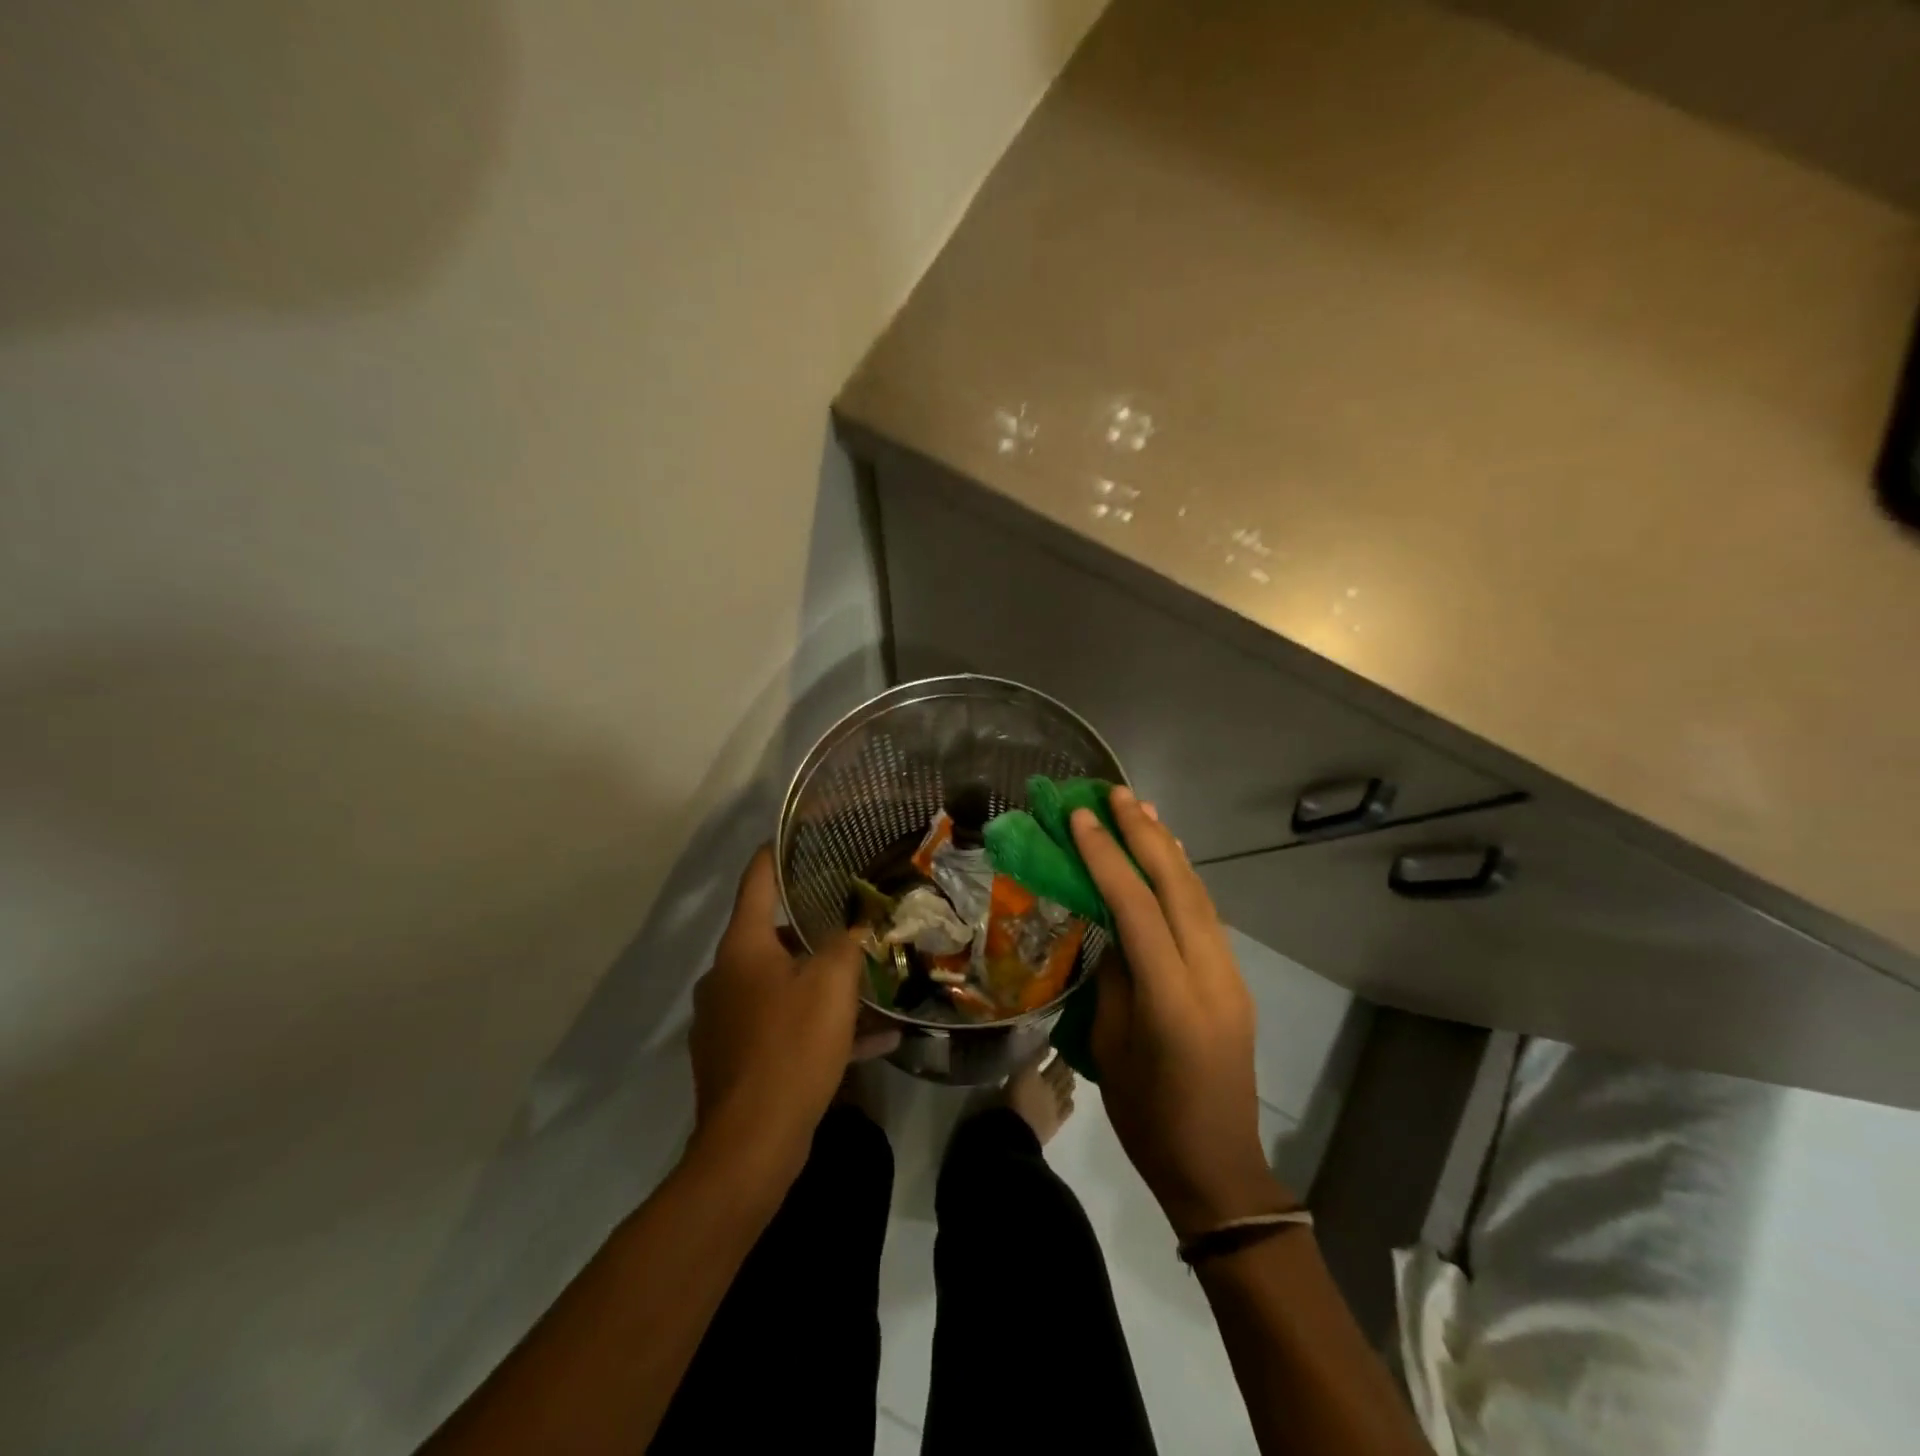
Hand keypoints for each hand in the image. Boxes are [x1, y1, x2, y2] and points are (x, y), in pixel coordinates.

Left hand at [688, 848, 891, 1188]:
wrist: (751, 1144)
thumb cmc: (790, 1046)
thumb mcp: (832, 984)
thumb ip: (847, 942)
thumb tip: (857, 922)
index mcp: (742, 948)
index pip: (756, 882)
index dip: (776, 855)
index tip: (797, 836)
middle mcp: (726, 977)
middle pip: (773, 936)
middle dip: (815, 930)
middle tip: (855, 920)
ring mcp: (727, 1020)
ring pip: (783, 985)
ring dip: (824, 984)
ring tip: (870, 984)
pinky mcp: (737, 1058)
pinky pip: (785, 1027)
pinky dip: (820, 1026)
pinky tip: (872, 1039)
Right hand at [1071, 788, 1290, 1238]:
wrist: (1219, 1168)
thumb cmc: (1148, 1117)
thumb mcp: (1111, 1044)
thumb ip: (1115, 976)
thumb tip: (1111, 926)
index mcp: (1171, 996)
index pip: (1136, 906)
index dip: (1106, 856)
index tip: (1080, 818)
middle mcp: (1210, 974)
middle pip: (1177, 886)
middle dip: (1145, 834)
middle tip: (1116, 794)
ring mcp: (1231, 976)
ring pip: (1198, 895)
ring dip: (1168, 849)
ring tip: (1142, 811)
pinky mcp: (1236, 982)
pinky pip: (1207, 917)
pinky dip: (1184, 880)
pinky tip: (1170, 859)